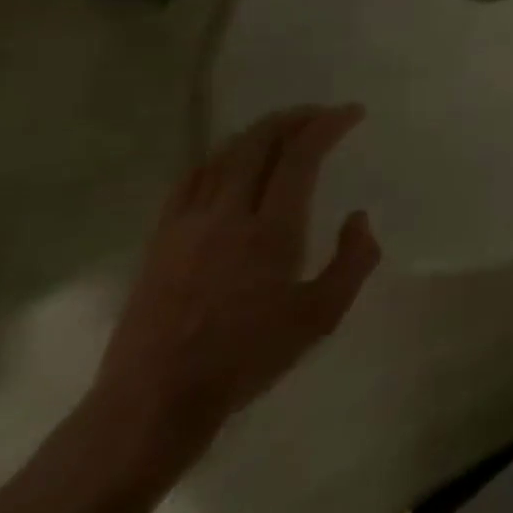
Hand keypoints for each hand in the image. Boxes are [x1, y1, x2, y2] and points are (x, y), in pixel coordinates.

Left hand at [87, 107, 379, 471]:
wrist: (154, 399)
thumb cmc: (249, 357)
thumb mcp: (322, 316)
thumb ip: (354, 260)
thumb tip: (357, 217)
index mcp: (270, 229)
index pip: (300, 156)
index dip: (328, 125)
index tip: (353, 113)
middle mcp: (226, 214)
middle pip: (257, 143)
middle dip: (293, 118)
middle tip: (320, 114)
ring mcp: (186, 224)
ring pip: (222, 156)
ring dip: (257, 133)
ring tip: (283, 130)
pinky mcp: (160, 240)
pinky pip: (191, 179)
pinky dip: (220, 157)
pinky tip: (230, 163)